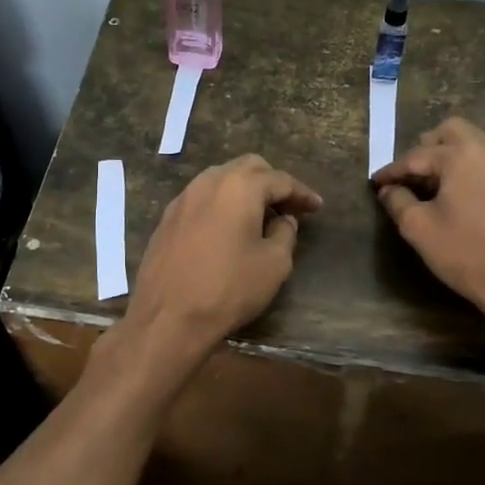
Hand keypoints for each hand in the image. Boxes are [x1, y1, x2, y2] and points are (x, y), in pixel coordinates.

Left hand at [123, 154, 322, 358]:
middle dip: (271, 182)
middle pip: (248, 168)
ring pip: (221, 179)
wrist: (167, 317)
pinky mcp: (167, 218)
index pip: (280, 180)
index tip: (317, 206)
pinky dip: (221, 203)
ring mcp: (183, 198)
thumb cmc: (228, 288)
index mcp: (240, 186)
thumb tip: (283, 219)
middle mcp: (209, 182)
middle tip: (288, 207)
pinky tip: (228, 227)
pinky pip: (201, 198)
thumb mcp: (274, 264)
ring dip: (244, 190)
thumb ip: (285, 233)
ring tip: (259, 215)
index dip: (302, 193)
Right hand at [372, 118, 484, 337]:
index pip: (417, 156)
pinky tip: (469, 195)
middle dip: (428, 147)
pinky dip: (477, 167)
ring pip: (479, 142)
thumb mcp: (420, 229)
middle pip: (453, 130)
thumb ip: (398, 202)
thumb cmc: (467, 255)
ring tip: (440, 183)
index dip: (392, 170)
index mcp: (462, 156)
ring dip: (455, 154)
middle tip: (413, 174)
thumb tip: (389, 189)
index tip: (376, 182)